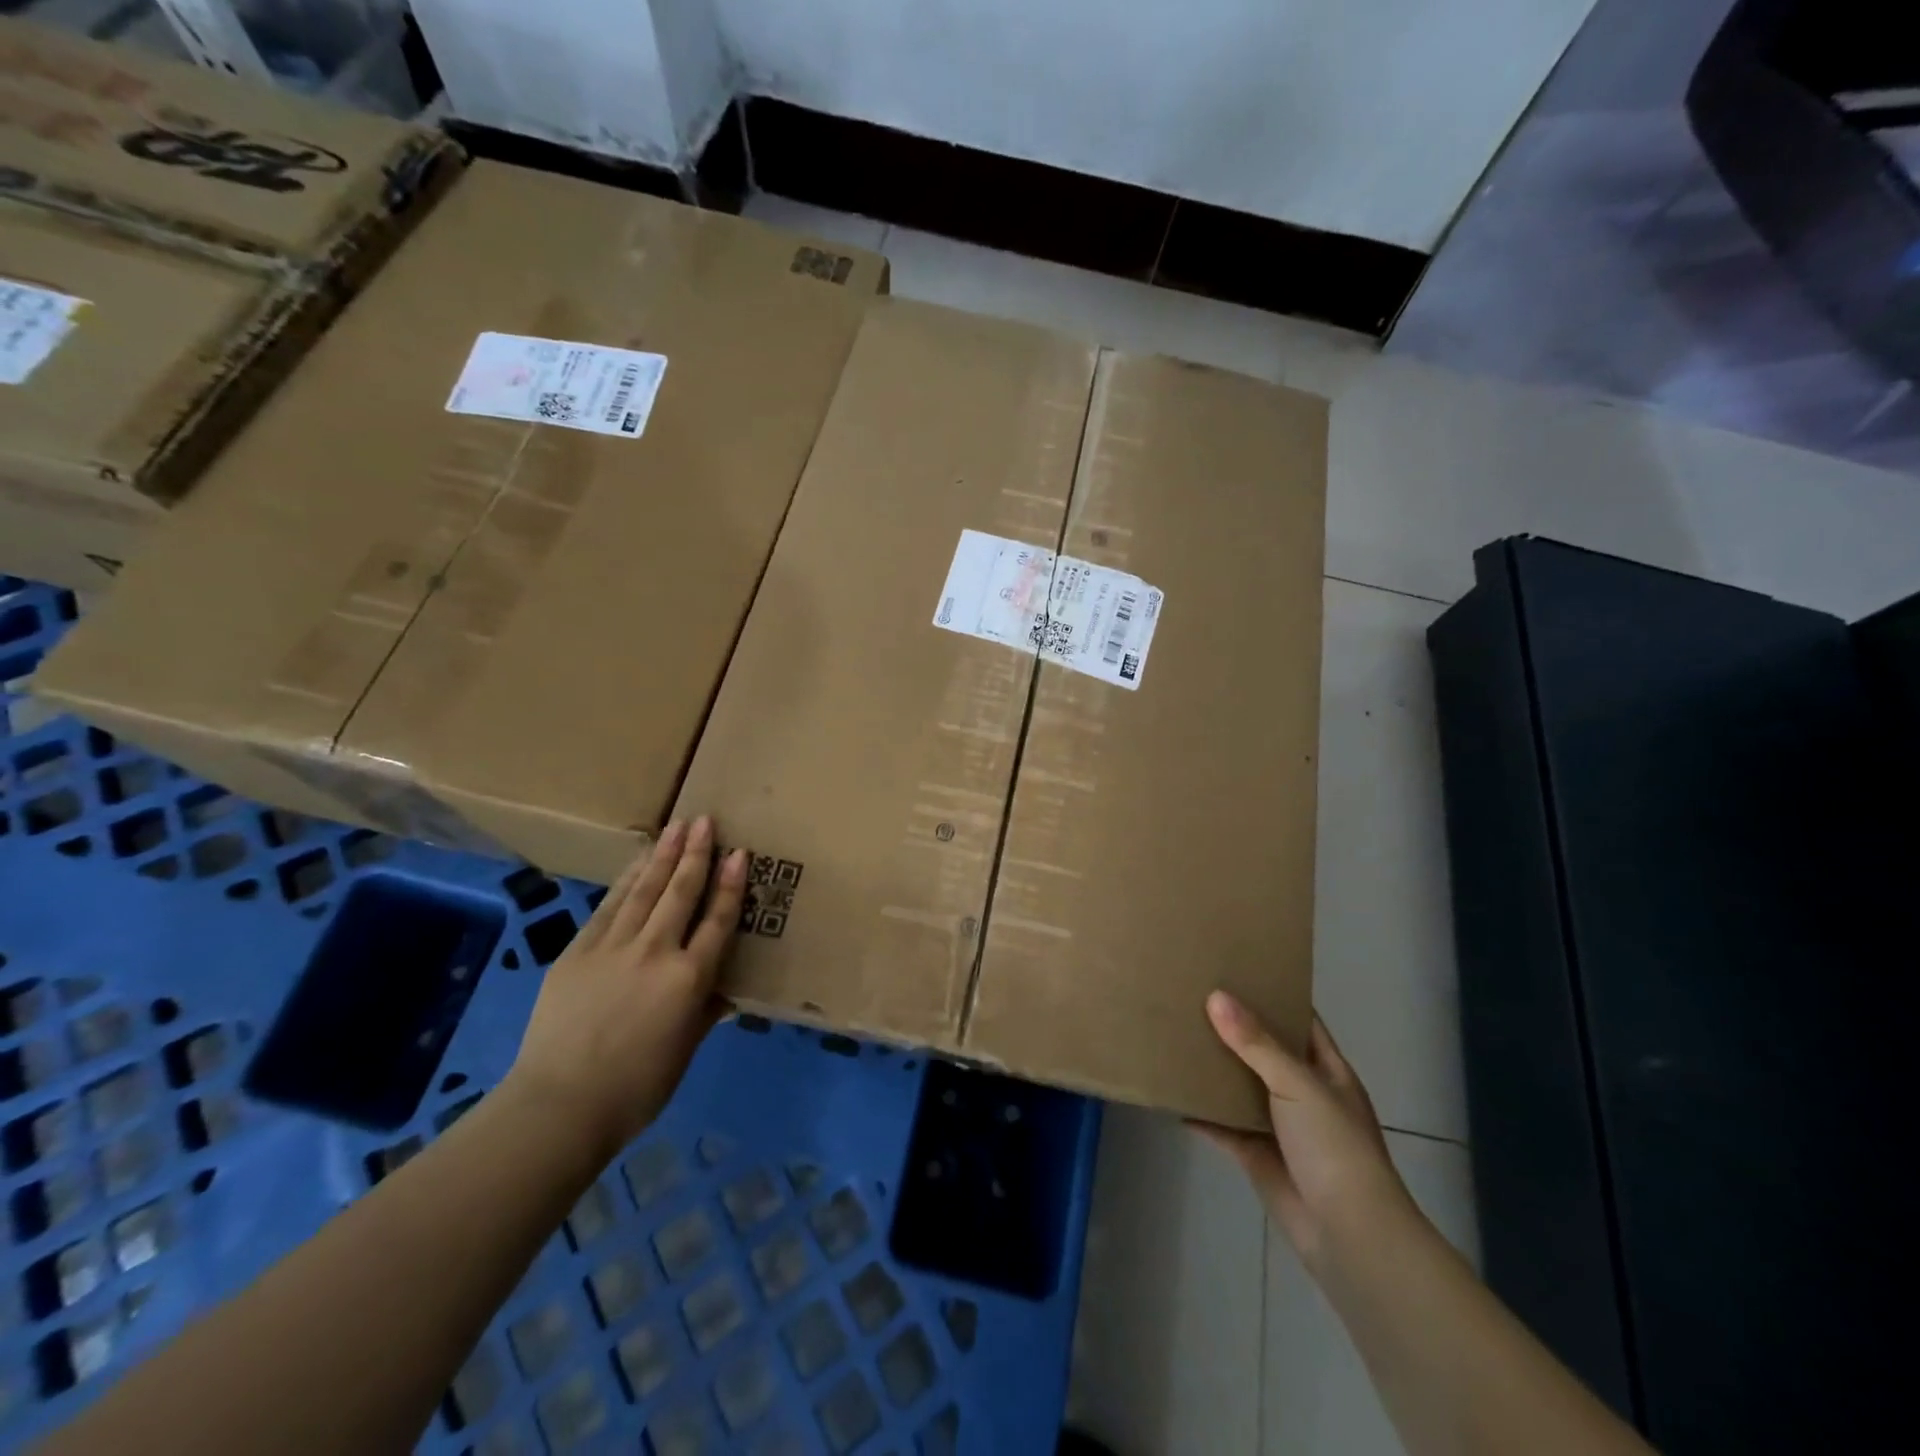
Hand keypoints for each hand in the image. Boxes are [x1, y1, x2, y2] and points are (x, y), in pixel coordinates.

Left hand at [503, 817, 746, 1159]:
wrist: (560, 1105)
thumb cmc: (637, 1088)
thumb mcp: (685, 1051)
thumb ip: (705, 1012)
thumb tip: (724, 992)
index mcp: (689, 979)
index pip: (717, 920)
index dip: (730, 884)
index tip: (740, 853)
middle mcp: (656, 952)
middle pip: (680, 892)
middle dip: (696, 853)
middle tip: (705, 820)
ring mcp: (613, 947)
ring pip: (644, 890)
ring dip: (663, 856)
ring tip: (677, 827)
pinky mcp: (578, 952)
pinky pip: (608, 907)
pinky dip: (625, 881)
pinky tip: (636, 863)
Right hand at [1195, 992, 1414, 1269]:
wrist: (1348, 1235)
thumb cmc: (1335, 1147)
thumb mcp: (1299, 1084)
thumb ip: (1256, 1043)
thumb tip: (1216, 996)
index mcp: (1326, 1070)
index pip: (1301, 1020)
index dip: (1274, 994)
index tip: (1236, 968)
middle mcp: (1303, 1092)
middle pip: (1264, 1050)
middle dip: (1233, 1027)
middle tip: (1192, 995)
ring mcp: (1280, 1125)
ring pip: (1241, 1086)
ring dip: (1214, 1069)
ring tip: (1176, 1035)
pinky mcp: (1257, 1154)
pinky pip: (1223, 1126)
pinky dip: (1201, 1113)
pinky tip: (1172, 1095)